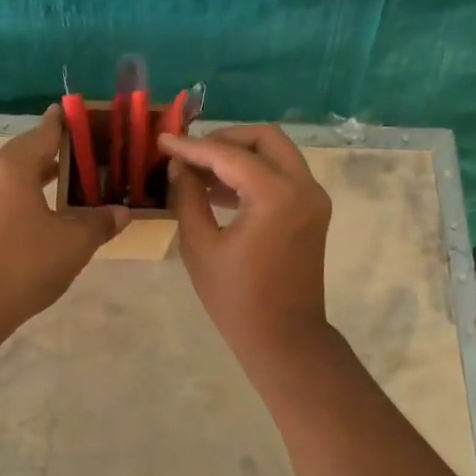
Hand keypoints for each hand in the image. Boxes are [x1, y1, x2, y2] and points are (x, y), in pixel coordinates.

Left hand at [0, 107, 129, 327]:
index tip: (86, 114)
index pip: (45, 131)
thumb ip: (100, 221)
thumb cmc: (27, 262)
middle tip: (90, 149)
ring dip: (44, 173)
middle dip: (58, 148)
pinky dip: (32, 193)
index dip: (67, 121)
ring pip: (18, 174)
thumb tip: (122, 211)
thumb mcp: (75, 241)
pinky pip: (10, 195)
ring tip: (76, 177)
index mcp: (15, 166)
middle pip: (29, 149)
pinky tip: (52, 211)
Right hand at [161, 125, 331, 361]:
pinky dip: (253, 172)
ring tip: (197, 171)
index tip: (162, 139)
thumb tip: (179, 166)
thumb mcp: (200, 246)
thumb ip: (188, 197)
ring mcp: (313, 198)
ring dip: (239, 154)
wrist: (284, 338)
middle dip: (224, 138)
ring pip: (276, 153)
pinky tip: (218, 189)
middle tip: (190, 153)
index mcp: (276, 196)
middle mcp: (303, 187)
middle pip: (265, 137)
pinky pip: (282, 175)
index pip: (228, 155)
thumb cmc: (236, 298)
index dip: (192, 146)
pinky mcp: (312, 211)